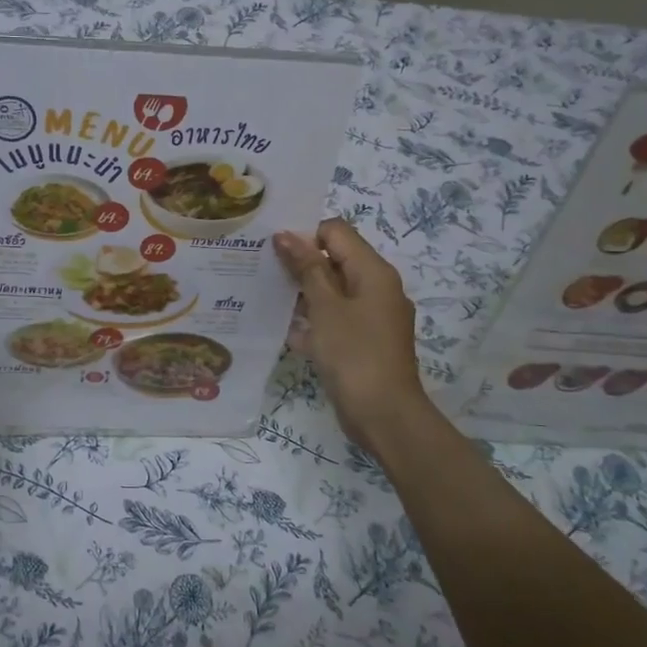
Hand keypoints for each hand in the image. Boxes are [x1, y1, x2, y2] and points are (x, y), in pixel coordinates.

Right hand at [274, 218, 432, 447]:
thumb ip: (306, 268)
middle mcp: (377, 288)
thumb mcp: (325, 307)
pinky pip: (334, 318)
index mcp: (373, 271)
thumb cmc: (354, 354)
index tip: (273, 250)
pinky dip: (313, 320)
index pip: (336, 231)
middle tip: (262, 269)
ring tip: (266, 296)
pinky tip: (285, 329)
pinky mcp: (363, 341)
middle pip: (334, 260)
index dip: (305, 235)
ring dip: (303, 292)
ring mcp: (372, 316)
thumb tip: (286, 234)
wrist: (383, 415)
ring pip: (332, 291)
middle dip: (300, 263)